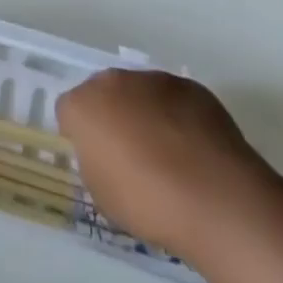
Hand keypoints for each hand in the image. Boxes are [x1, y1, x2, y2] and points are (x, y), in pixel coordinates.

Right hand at [57, 69, 265, 256]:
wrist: (214, 197)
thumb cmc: (147, 203)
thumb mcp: (102, 194)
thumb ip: (95, 161)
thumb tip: (107, 153)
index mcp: (84, 105)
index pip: (68, 112)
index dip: (80, 136)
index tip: (97, 160)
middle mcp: (115, 81)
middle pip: (104, 94)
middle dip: (112, 117)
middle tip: (130, 156)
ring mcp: (155, 79)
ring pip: (140, 93)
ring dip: (145, 114)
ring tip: (169, 156)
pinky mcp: (191, 87)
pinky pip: (174, 100)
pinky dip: (178, 117)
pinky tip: (194, 151)